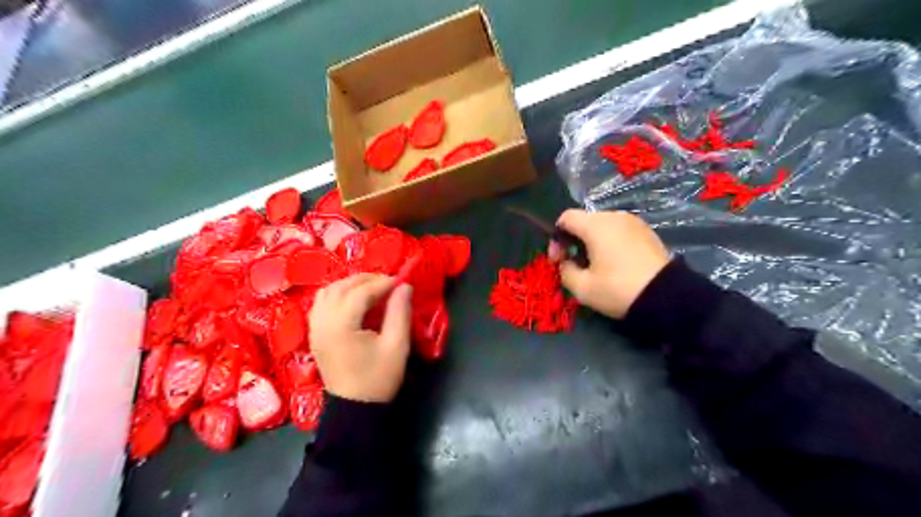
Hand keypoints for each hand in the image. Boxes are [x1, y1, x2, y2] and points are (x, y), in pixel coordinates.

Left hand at [307, 272, 411, 401]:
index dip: (382, 283)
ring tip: (372, 288)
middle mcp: (323, 322)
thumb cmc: (378, 378)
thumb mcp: (397, 346)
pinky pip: (321, 303)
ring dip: (350, 284)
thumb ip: (400, 312)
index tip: (401, 281)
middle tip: (389, 282)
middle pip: (341, 287)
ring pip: (328, 291)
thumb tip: (405, 286)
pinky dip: (337, 294)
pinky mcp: (314, 333)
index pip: (360, 293)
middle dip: (366, 279)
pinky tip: (353, 299)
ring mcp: (315, 327)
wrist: (355, 408)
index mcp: (341, 326)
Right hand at [546, 211, 669, 318]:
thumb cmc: (618, 289)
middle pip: (584, 221)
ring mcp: (634, 222)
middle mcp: (614, 216)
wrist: (667, 297)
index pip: (566, 218)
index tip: (558, 260)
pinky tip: (615, 263)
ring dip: (593, 241)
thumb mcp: (582, 288)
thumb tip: (566, 263)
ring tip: (596, 264)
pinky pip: (620, 231)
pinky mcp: (647, 232)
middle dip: (574, 240)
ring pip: (603, 225)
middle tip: (574, 264)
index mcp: (596, 225)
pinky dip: (611, 242)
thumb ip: (565, 271)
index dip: (556, 238)